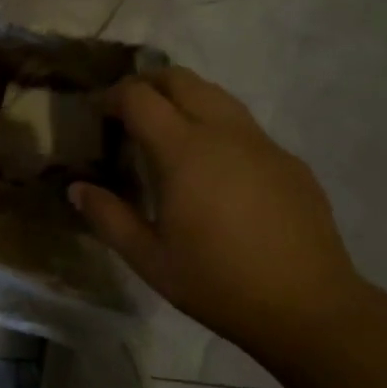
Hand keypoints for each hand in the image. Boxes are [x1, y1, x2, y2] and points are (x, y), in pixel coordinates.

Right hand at [69, 67, 361, 352]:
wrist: (310, 308)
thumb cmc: (219, 284)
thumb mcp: (150, 259)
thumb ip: (108, 217)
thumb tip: (77, 188)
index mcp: (184, 150)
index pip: (140, 96)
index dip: (113, 96)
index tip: (99, 114)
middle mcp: (223, 132)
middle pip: (179, 78)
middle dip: (147, 84)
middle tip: (129, 113)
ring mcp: (261, 142)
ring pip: (216, 94)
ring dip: (184, 99)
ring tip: (169, 132)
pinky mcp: (288, 160)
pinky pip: (244, 125)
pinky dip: (217, 126)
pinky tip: (215, 169)